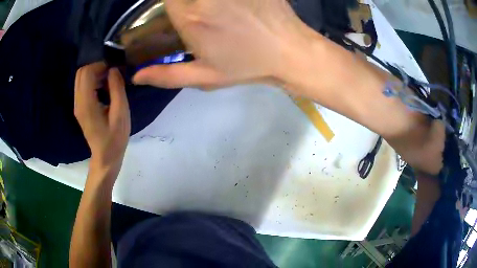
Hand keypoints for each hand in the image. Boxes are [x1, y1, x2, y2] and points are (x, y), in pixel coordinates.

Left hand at [74, 62, 130, 171]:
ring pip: (81, 78)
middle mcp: (78, 102)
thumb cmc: (115, 139)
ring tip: (109, 82)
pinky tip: (104, 89)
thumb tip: (113, 70)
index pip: (87, 73)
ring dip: (95, 74)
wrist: (105, 157)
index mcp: (87, 104)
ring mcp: (77, 105)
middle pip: (81, 73)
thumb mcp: (121, 114)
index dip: (100, 66)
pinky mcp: (80, 108)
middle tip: (111, 75)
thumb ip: (117, 89)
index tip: (114, 70)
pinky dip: (93, 82)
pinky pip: (83, 87)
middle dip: (96, 68)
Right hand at [133, 0, 314, 88]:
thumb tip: (136, 77)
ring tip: (221, 15)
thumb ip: (166, 75)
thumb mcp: (205, 76)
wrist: (289, 52)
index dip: (171, 4)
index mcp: (191, 17)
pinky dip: (230, 2)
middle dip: (184, 4)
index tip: (179, 11)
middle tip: (201, 15)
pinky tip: (234, 9)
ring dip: (208, 4)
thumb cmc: (247, 65)